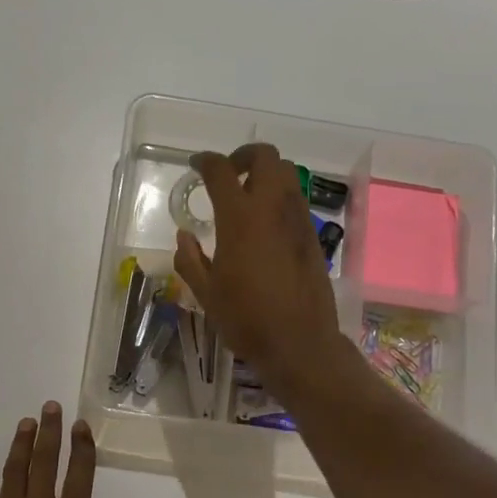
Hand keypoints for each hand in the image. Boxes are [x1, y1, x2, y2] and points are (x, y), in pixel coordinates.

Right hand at [174, 144, 345, 394]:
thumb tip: (184, 237)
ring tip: (248, 197)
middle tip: (228, 173)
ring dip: (266, 175)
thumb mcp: (206, 293)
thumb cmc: (246, 318)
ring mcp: (297, 220)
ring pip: (287, 175)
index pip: (221, 170)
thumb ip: (190, 260)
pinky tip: (266, 225)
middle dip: (244, 156)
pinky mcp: (313, 236)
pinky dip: (280, 198)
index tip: (196, 165)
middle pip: (266, 157)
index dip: (205, 161)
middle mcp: (272, 208)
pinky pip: (296, 201)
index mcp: (240, 217)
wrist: (299, 341)